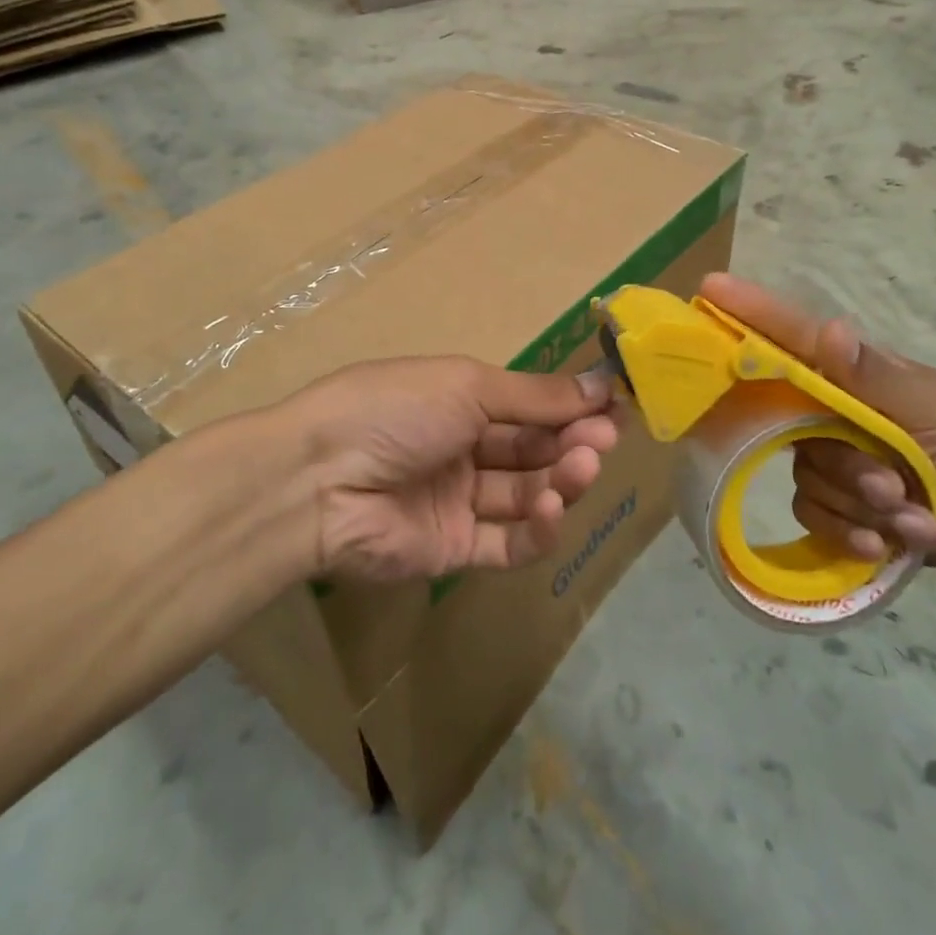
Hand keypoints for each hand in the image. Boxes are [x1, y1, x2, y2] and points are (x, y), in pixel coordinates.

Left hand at [284, 358, 616, 582]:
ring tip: (583, 466)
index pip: (529, 406)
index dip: (570, 406)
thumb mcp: (467, 386)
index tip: (615, 405)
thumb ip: (534, 395)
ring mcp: (458, 502)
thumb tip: (599, 384)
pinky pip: (507, 543)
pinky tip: (553, 508)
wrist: (320, 479)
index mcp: (459, 401)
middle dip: (573, 441)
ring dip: (562, 480)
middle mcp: (462, 449)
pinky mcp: (453, 550)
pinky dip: (538, 528)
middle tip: (607, 437)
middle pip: (533, 450)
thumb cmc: (395, 409)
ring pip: (526, 494)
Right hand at [698, 274, 935, 569]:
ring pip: (805, 475)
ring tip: (909, 514)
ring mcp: (832, 456)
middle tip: (889, 483)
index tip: (710, 288)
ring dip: (859, 502)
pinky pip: (812, 512)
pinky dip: (851, 530)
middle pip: (792, 425)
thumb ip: (874, 375)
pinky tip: (887, 540)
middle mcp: (832, 410)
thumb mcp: (931, 408)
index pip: (792, 336)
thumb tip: (829, 329)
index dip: (750, 312)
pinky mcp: (836, 502)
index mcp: (853, 373)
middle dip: (844, 462)